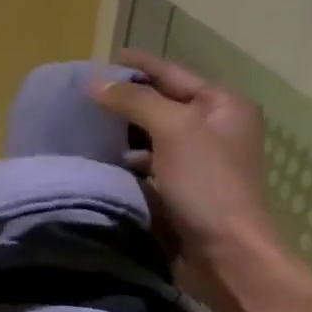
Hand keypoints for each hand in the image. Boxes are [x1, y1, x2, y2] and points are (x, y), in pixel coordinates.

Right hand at [90, 49, 282, 309]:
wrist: (226, 254)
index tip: (104, 58)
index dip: (139, 64)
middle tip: (85, 95)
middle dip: (127, 99)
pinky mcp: (183, 191)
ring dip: (123, 132)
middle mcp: (214, 129)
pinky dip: (129, 161)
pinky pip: (150, 165)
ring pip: (153, 136)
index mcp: (222, 105)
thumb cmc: (207, 184)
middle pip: (163, 103)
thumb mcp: (173, 130)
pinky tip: (105, 162)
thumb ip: (134, 101)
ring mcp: (199, 162)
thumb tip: (94, 83)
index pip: (173, 73)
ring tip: (86, 127)